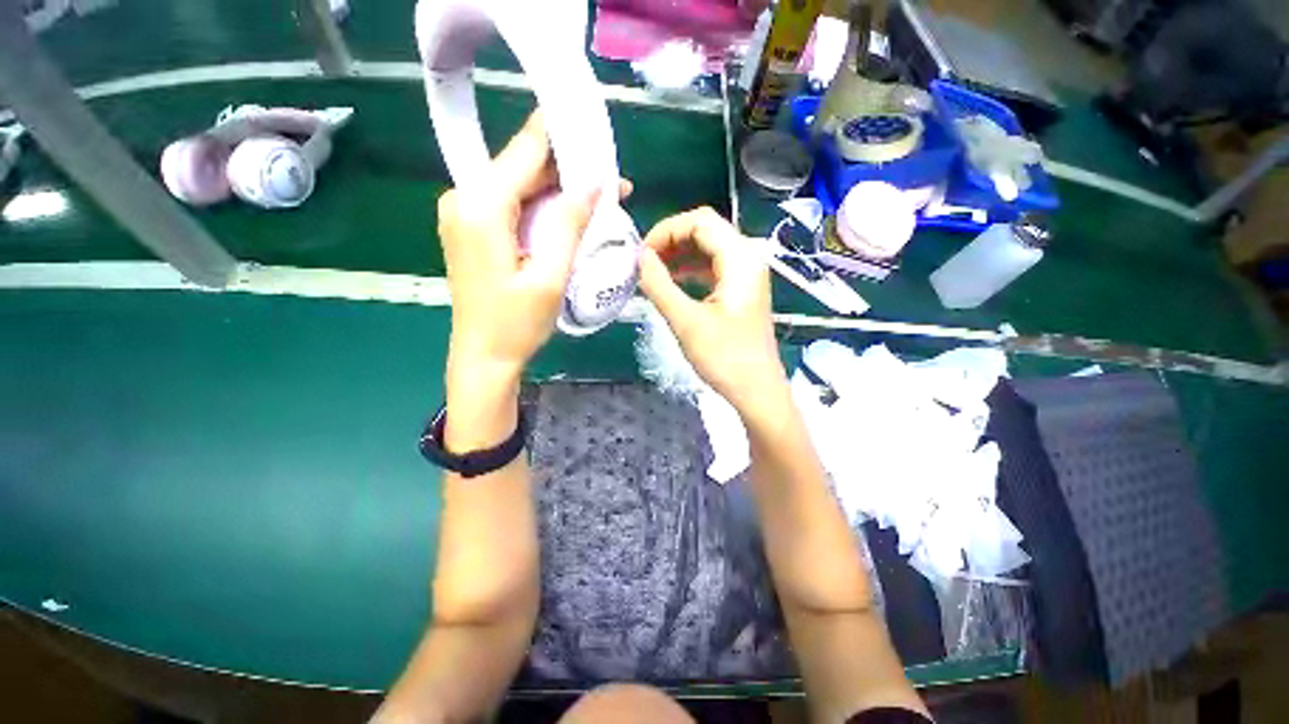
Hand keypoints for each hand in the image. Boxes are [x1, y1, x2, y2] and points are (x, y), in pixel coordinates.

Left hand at [437, 112, 629, 382]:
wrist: (482, 357)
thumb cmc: (516, 324)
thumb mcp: (550, 276)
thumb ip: (569, 225)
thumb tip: (595, 182)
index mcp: (480, 206)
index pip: (526, 150)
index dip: (563, 137)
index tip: (597, 131)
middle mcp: (464, 198)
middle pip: (522, 167)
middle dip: (568, 171)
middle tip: (612, 183)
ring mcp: (464, 213)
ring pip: (519, 186)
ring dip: (558, 192)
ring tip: (600, 202)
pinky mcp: (472, 229)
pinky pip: (512, 205)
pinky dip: (542, 208)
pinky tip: (569, 218)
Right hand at [637, 207, 786, 412]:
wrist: (756, 390)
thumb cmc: (724, 358)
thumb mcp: (685, 321)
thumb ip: (659, 285)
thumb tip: (639, 257)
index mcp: (740, 258)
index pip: (699, 221)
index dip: (666, 231)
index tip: (641, 255)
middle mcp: (747, 257)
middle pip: (705, 230)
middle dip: (671, 241)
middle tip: (644, 263)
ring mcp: (746, 274)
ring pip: (708, 248)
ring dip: (679, 255)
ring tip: (652, 273)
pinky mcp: (741, 290)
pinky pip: (712, 267)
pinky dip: (690, 270)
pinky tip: (671, 283)